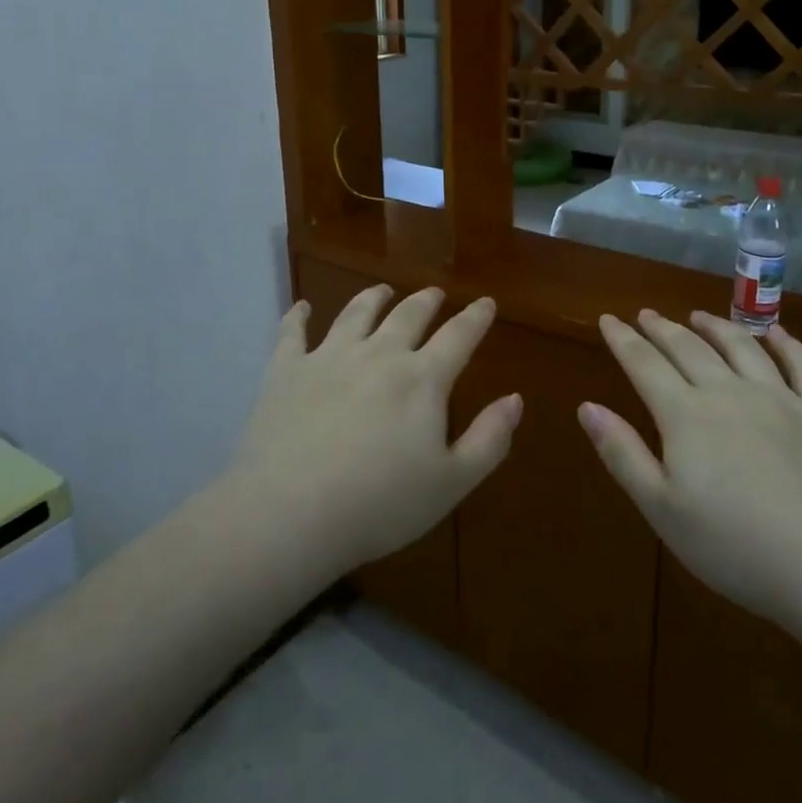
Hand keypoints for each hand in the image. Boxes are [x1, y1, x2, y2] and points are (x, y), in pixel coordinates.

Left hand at [230, 284, 521, 573]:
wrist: (290, 512)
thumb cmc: (380, 504)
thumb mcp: (451, 483)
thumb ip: (489, 439)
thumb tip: (515, 398)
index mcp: (422, 379)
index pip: (458, 337)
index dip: (476, 318)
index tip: (486, 302)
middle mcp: (378, 355)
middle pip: (407, 316)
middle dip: (426, 301)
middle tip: (434, 293)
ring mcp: (328, 357)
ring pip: (356, 314)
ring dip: (372, 298)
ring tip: (382, 290)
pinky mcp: (285, 370)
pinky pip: (292, 333)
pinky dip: (297, 316)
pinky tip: (301, 307)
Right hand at [580, 309, 801, 639]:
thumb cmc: (739, 548)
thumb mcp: (663, 511)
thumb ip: (623, 454)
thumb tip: (586, 407)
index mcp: (686, 415)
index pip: (644, 364)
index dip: (622, 340)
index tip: (607, 319)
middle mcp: (729, 393)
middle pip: (689, 348)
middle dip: (662, 328)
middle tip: (646, 314)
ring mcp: (781, 398)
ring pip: (741, 347)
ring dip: (716, 326)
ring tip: (698, 316)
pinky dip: (786, 343)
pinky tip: (775, 333)